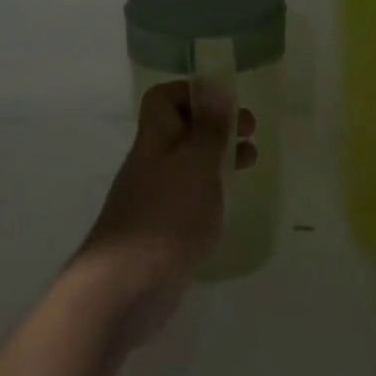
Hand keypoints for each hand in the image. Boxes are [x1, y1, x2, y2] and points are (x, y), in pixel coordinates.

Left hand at [72, 81, 257, 343]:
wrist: (125, 289)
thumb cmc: (166, 216)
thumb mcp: (196, 164)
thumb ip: (209, 128)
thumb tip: (215, 85)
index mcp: (155, 138)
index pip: (164, 98)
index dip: (194, 92)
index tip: (228, 101)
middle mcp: (152, 161)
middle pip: (181, 128)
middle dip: (216, 124)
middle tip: (251, 131)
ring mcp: (156, 197)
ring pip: (189, 162)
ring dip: (219, 156)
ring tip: (250, 161)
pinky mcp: (163, 229)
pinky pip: (190, 196)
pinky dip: (212, 190)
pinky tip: (230, 200)